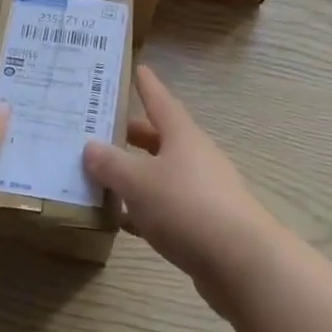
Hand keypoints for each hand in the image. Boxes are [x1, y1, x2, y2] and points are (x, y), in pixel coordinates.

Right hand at [83, 66, 280, 313]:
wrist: (241, 262)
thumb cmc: (186, 207)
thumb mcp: (138, 182)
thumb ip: (111, 165)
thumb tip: (90, 147)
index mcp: (182, 136)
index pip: (160, 101)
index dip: (147, 86)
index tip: (138, 68)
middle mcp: (195, 157)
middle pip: (160, 138)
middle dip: (133, 135)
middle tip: (102, 130)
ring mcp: (203, 190)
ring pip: (162, 174)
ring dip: (136, 174)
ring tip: (103, 176)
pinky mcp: (205, 223)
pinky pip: (167, 207)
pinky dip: (145, 209)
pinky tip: (124, 221)